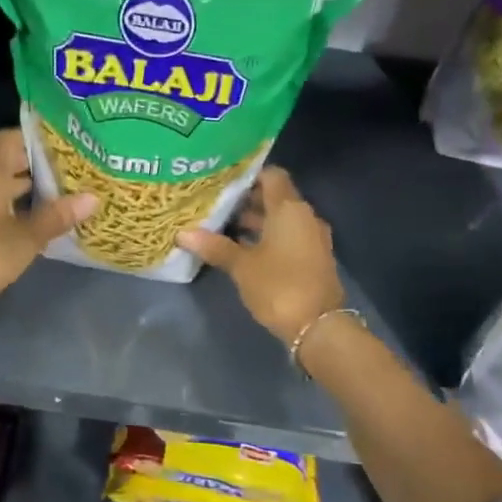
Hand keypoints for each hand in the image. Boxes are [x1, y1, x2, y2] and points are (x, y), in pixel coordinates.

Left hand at [0, 129, 97, 310]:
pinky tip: (28, 222)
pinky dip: (8, 206)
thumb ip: (57, 216)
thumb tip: (92, 197)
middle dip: (33, 166)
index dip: (33, 138)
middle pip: (3, 162)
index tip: (60, 144)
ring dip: (21, 189)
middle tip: (67, 172)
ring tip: (54, 197)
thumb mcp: (28, 237)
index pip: (8, 139)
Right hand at [178, 166, 343, 344]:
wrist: (318, 326)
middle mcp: (304, 217)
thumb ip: (215, 247)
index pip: (271, 176)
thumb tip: (183, 233)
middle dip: (245, 201)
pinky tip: (241, 248)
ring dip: (255, 222)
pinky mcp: (312, 259)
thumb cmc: (278, 286)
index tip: (222, 180)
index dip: (248, 175)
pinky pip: (287, 237)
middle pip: (275, 198)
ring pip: (280, 220)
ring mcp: (311, 238)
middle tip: (214, 203)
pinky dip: (266, 238)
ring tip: (221, 226)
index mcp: (290, 209)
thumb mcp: (242, 266)